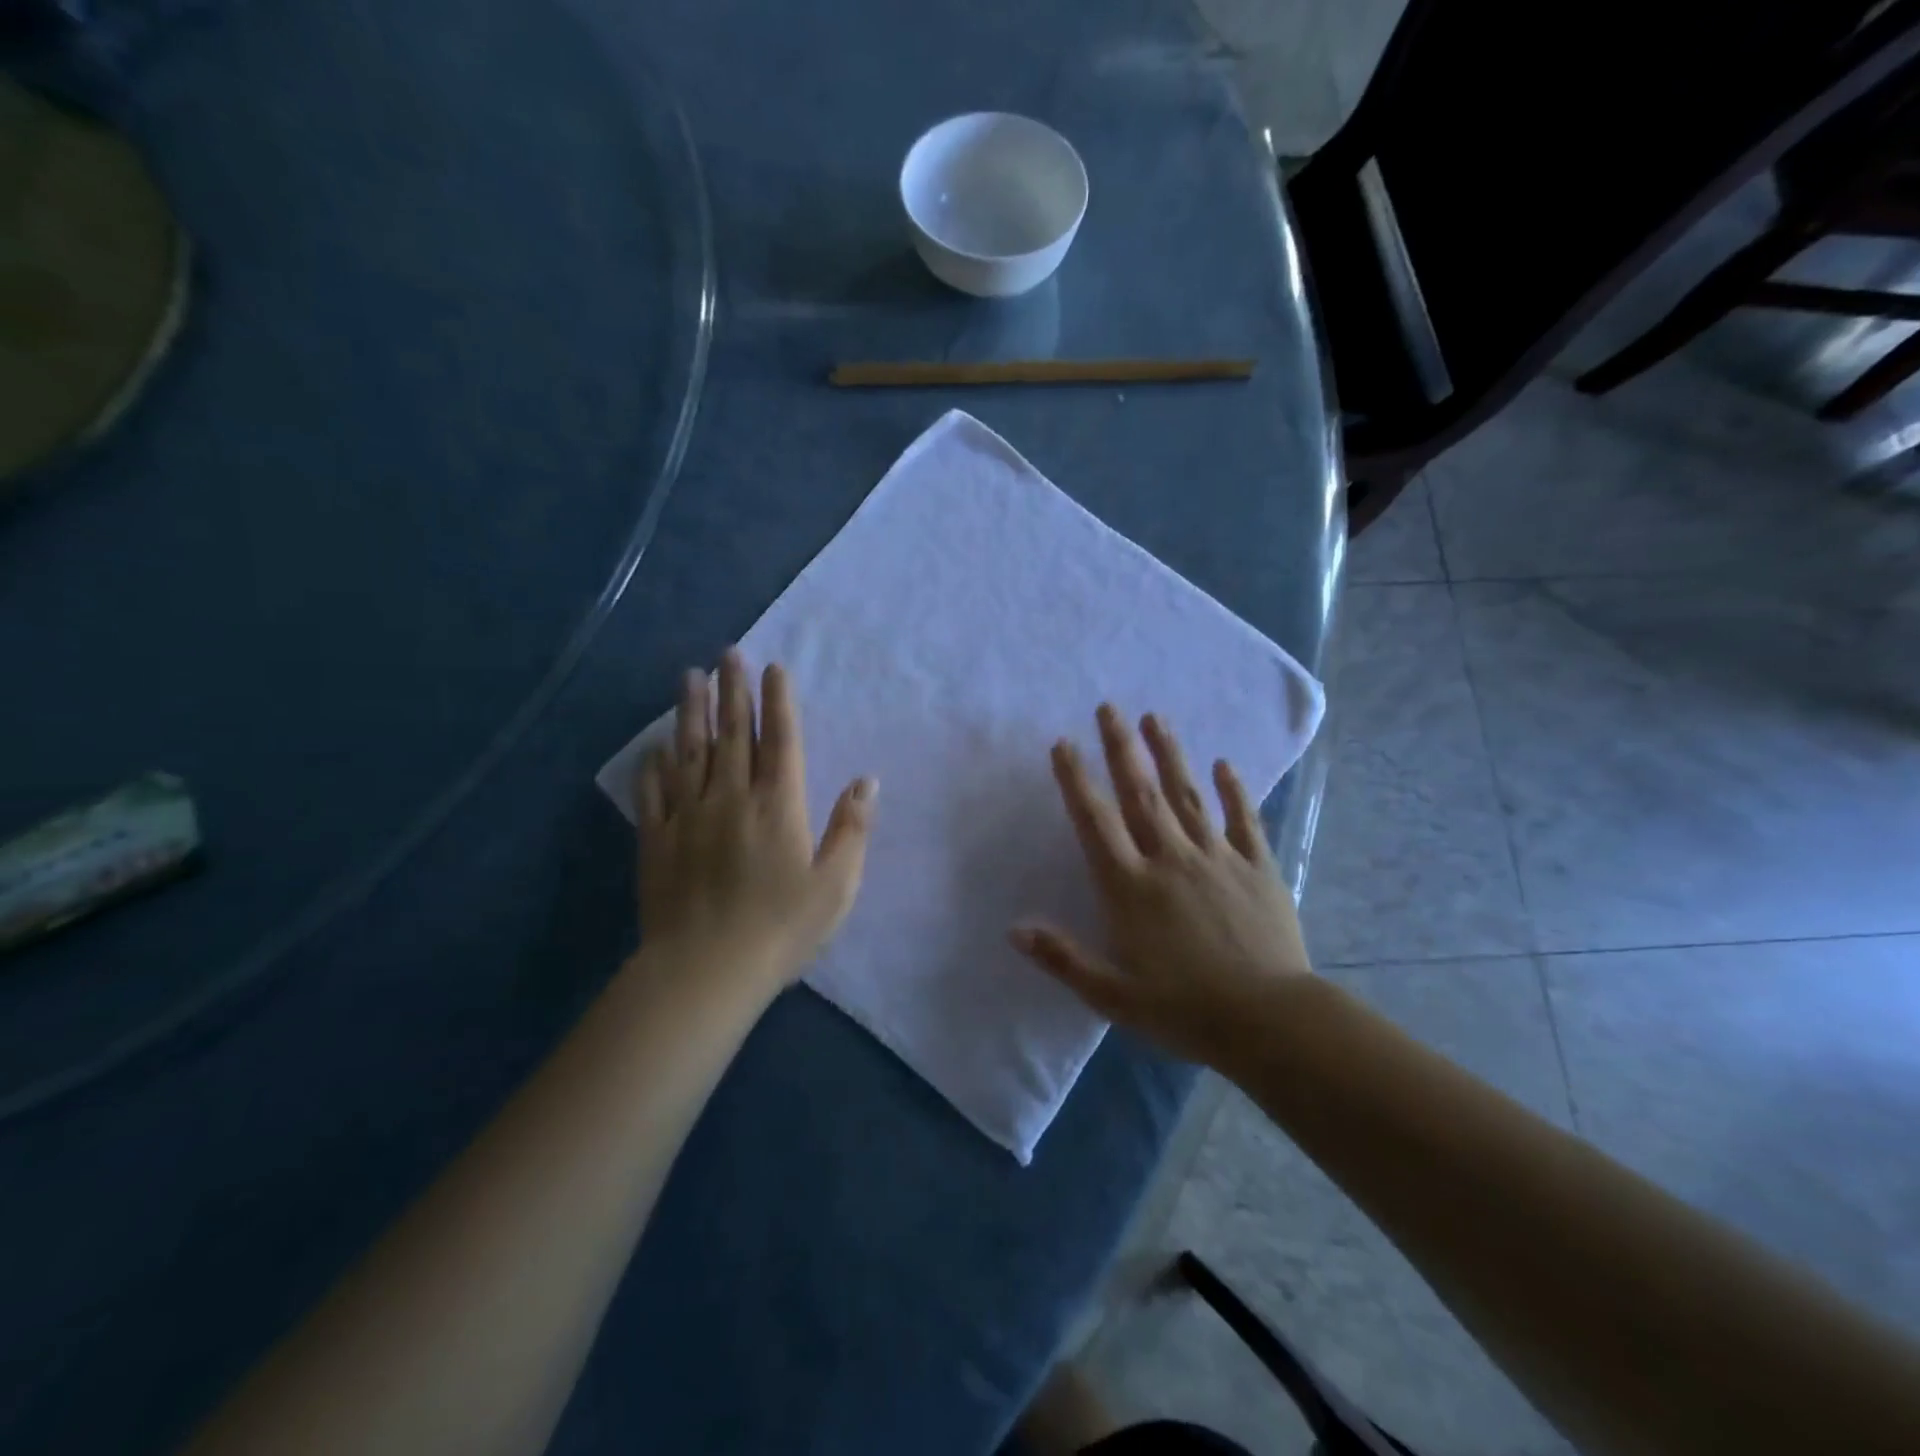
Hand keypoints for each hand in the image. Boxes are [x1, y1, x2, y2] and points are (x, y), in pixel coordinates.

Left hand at [633, 650, 875, 997]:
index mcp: (779, 805)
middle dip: (732, 691)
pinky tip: (655, 745)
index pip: (781, 740)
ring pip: (690, 751)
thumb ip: (852, 829)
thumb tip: (867, 781)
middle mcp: (732, 797)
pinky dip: (655, 764)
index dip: (777, 701)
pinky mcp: (657, 840)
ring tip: (690, 677)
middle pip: (732, 733)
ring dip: (691, 711)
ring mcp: (689, 816)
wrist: (705, 970)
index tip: (772, 669)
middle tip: (727, 654)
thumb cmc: (781, 929)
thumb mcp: (836, 885)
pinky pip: (655, 791)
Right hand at [1012, 704, 1311, 1066]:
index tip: (1063, 743)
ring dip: (1169, 754)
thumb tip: (1014, 928)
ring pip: (1188, 796)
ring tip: (1155, 717)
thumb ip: (1062, 957)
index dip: (1076, 780)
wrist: (1268, 1022)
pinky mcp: (1258, 868)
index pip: (1095, 822)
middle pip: (1141, 794)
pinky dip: (1234, 791)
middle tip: (1109, 708)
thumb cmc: (1184, 1010)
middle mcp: (1170, 859)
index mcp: (1130, 886)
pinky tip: (1225, 764)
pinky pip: (1244, 820)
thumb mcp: (1112, 995)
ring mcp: (1218, 858)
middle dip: (1121, 748)